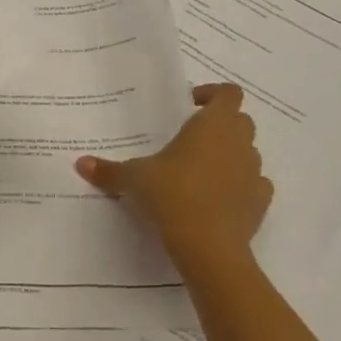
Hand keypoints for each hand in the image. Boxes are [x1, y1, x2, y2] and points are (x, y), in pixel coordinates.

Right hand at [75, 83, 273, 283]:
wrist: (208, 246)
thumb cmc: (172, 195)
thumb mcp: (133, 179)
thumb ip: (109, 170)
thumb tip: (80, 163)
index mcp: (212, 126)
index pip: (228, 93)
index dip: (212, 94)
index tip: (189, 104)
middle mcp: (239, 143)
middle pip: (240, 120)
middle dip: (220, 124)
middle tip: (190, 137)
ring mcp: (254, 173)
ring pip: (248, 152)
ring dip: (230, 154)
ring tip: (200, 170)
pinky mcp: (261, 202)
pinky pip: (254, 184)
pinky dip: (240, 185)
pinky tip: (217, 198)